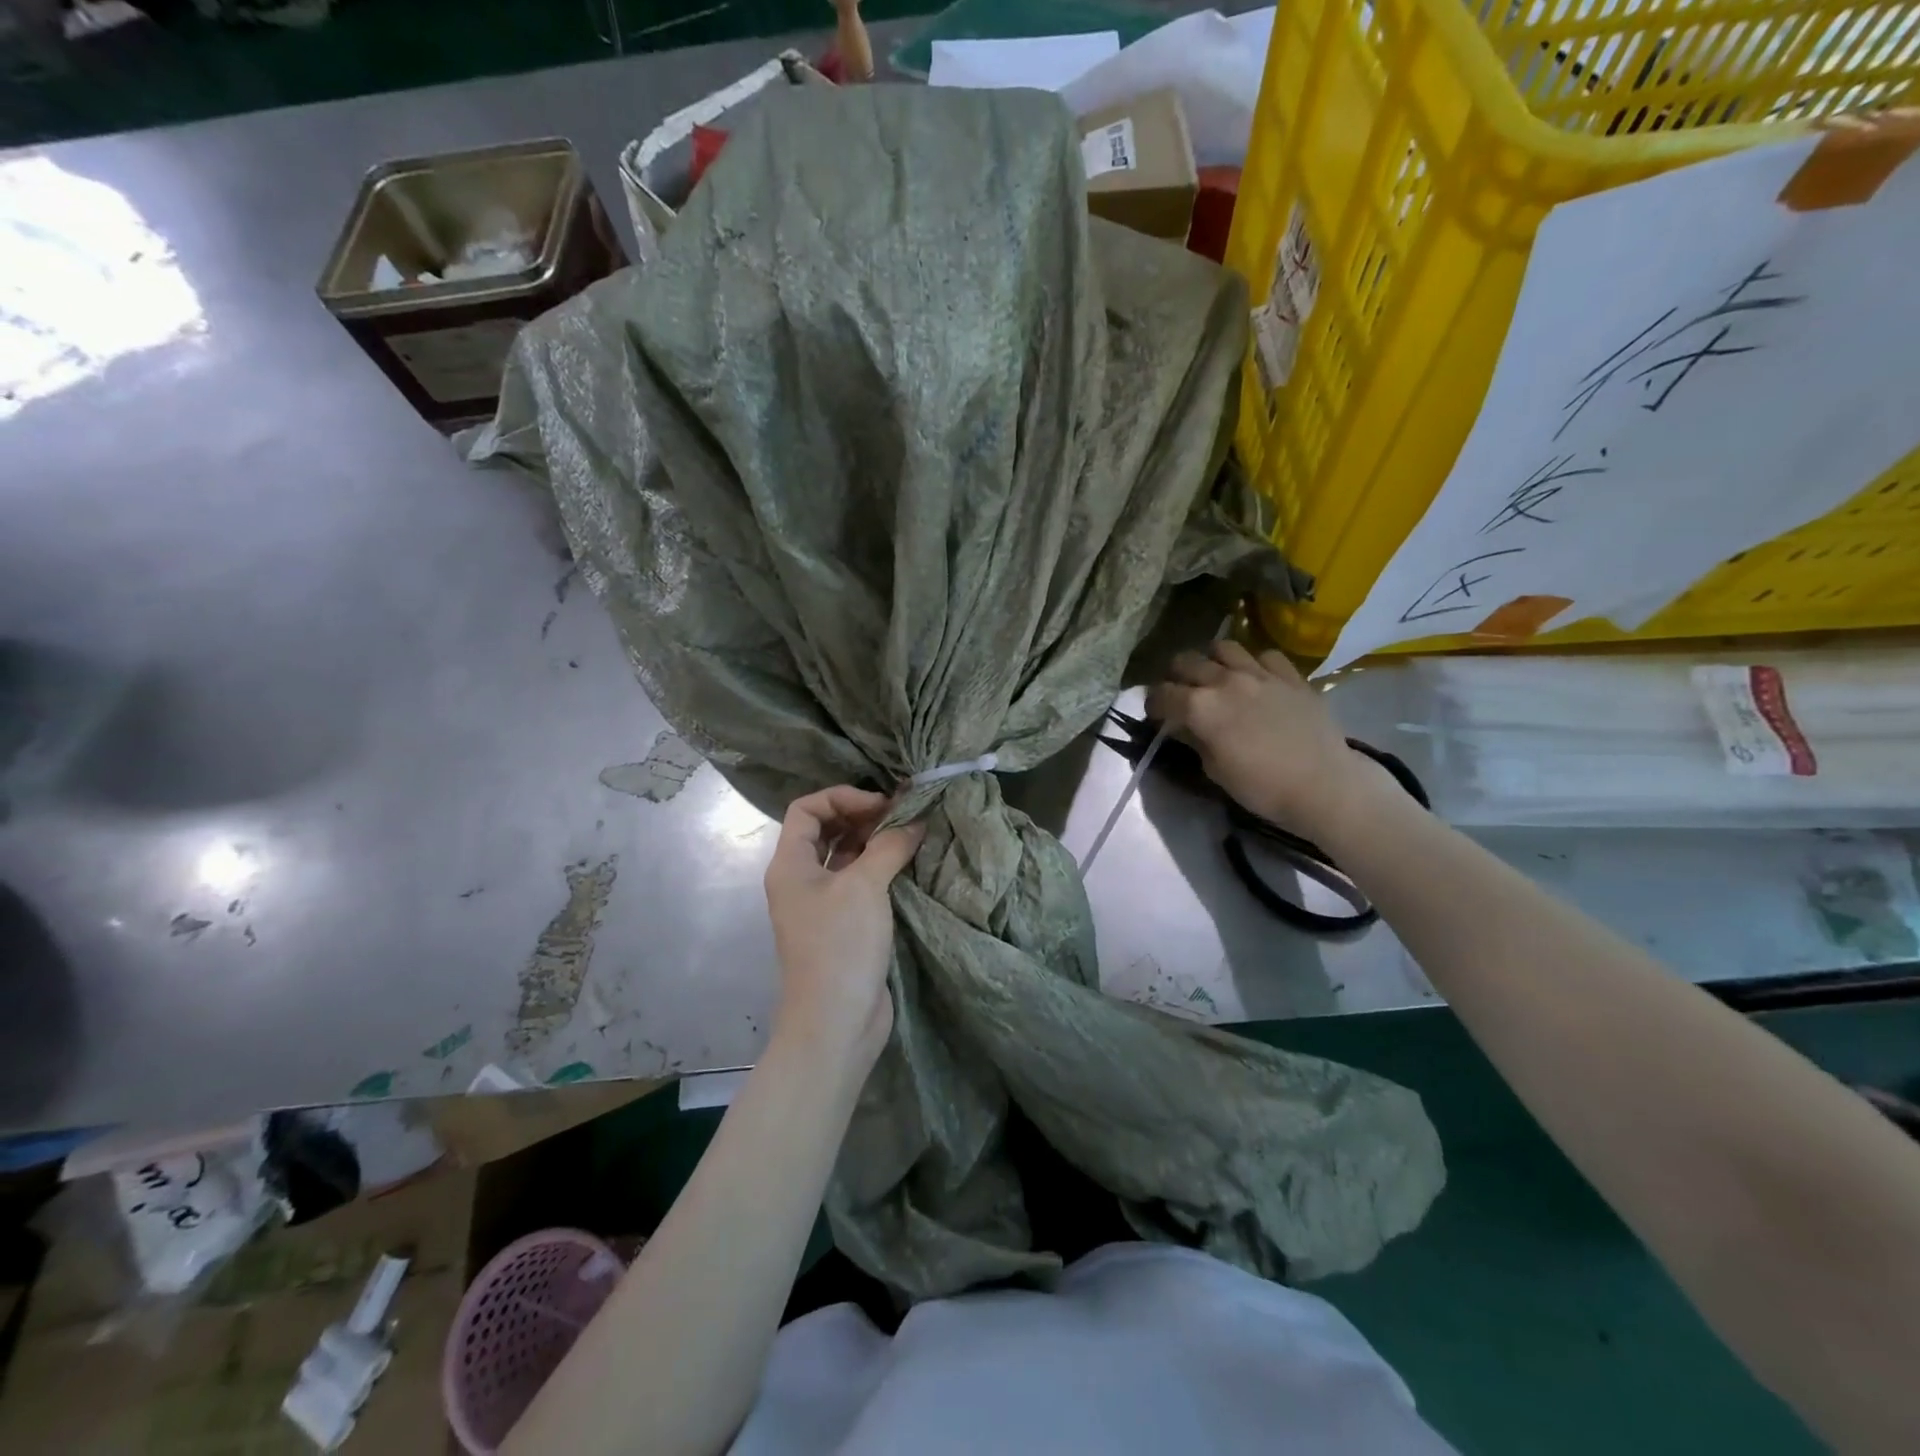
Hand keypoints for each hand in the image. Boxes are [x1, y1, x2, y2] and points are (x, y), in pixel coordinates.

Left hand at [763, 786, 923, 1067]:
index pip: (807, 809)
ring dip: (873, 842)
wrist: (836, 1022)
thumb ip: (890, 845)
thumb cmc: (840, 945)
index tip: (881, 806)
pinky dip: (880, 868)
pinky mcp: (843, 926)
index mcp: (790, 865)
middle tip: (902, 816)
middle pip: (826, 830)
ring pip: (845, 857)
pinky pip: (859, 883)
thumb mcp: (865, 886)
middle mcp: (800, 880)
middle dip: (862, 816)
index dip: (842, 797)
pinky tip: (908, 865)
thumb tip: (916, 819)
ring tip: (910, 835)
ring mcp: (821, 905)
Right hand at [1146, 640, 1386, 835]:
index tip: (1155, 714)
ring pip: (1223, 647)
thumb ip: (1194, 740)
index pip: (1162, 694)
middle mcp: (1225, 681)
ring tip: (1215, 676)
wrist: (1324, 786)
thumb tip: (1181, 725)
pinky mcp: (1291, 676)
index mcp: (1200, 707)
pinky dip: (1253, 664)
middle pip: (1186, 661)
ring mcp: (1260, 674)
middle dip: (1175, 675)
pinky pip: (1265, 655)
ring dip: (1211, 660)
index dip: (1152, 703)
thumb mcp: (1215, 770)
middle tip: (1180, 693)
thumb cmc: (1262, 787)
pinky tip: (1256, 679)